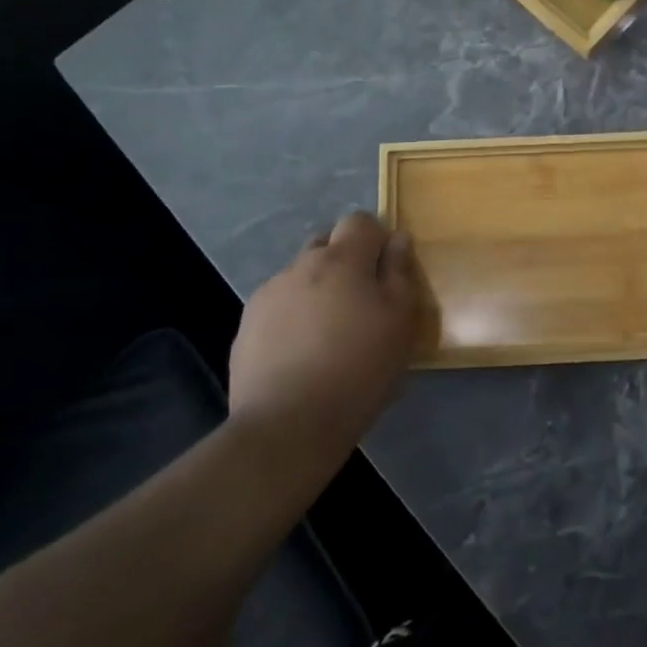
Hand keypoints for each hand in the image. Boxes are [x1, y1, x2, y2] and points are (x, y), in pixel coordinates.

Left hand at [228, 212, 421, 449]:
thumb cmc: (359, 369)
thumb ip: (400, 273)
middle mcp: (300, 265)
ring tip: (330, 333)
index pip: (360, 221)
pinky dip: (295, 316)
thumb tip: (397, 240)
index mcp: (341, 259)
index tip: (387, 270)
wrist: (287, 426)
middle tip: (362, 301)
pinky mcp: (247, 326)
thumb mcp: (400, 321)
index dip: (377, 238)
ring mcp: (268, 295)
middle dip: (346, 260)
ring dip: (318, 289)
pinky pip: (280, 305)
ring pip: (301, 276)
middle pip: (327, 243)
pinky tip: (303, 352)